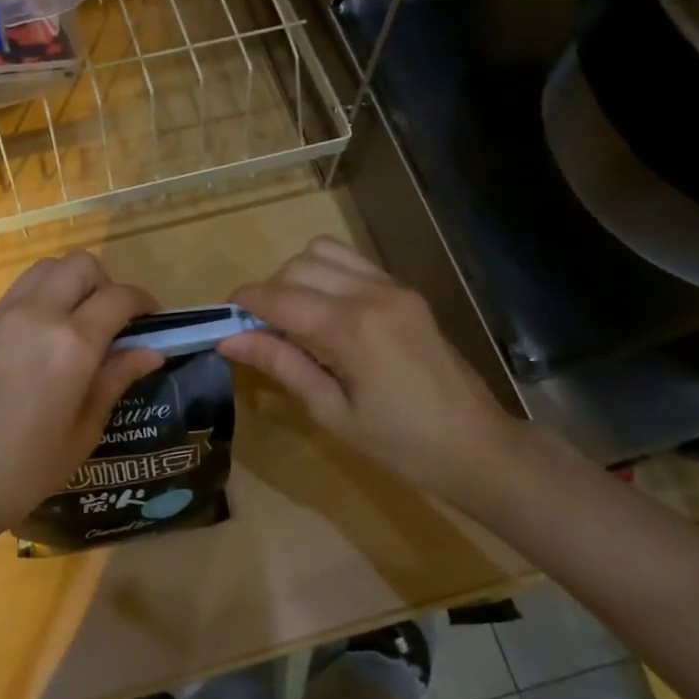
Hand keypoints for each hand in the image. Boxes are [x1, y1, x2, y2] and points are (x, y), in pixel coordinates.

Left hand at [0, 252, 162, 550]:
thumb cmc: (23, 471)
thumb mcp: (82, 433)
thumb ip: (115, 380)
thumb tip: (151, 352)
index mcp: (71, 345)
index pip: (119, 297)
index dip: (144, 303)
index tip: (152, 322)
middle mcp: (36, 315)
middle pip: (81, 265)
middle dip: (106, 284)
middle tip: (111, 322)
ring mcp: (0, 316)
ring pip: (45, 269)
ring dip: (70, 284)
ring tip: (75, 325)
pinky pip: (17, 293)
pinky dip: (39, 300)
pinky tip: (37, 343)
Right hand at [221, 236, 523, 507]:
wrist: (476, 446)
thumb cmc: (399, 444)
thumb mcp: (332, 412)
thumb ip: (281, 365)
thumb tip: (229, 341)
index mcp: (352, 327)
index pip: (281, 297)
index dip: (245, 303)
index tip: (222, 318)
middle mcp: (372, 294)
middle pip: (300, 265)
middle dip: (270, 290)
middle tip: (258, 330)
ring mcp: (394, 288)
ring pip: (326, 253)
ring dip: (298, 276)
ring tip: (291, 317)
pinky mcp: (407, 293)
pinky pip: (354, 264)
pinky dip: (327, 275)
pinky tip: (324, 312)